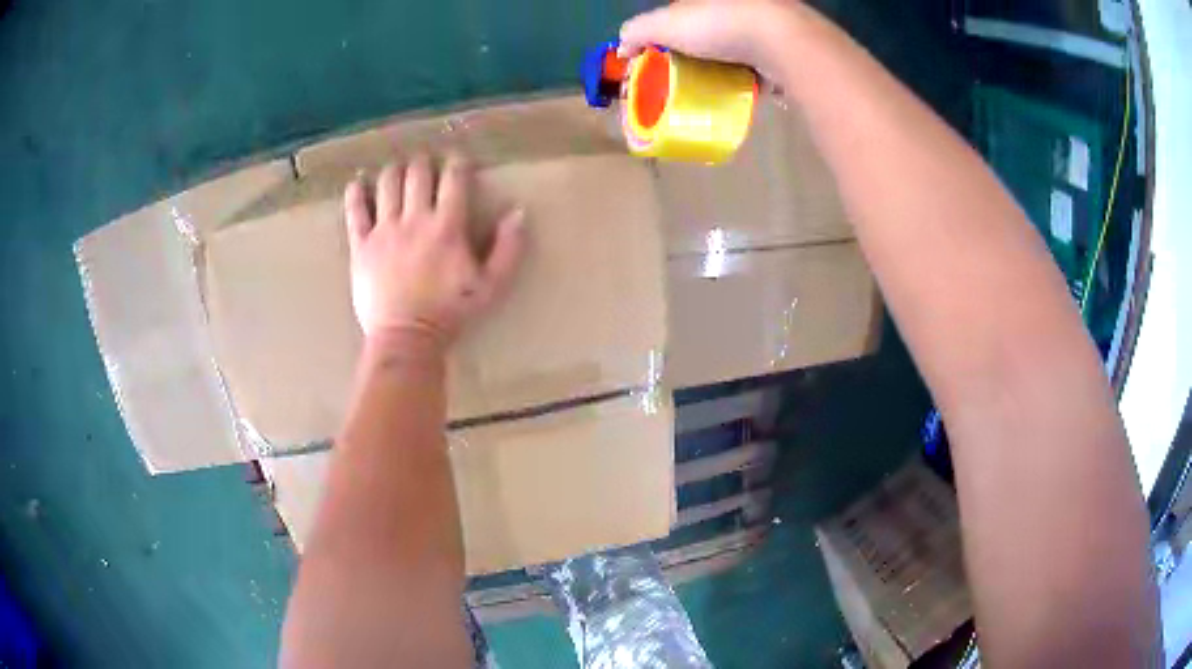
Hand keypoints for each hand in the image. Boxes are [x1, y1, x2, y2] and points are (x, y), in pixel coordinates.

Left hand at [344, 154, 525, 348]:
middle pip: (417, 172)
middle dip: (424, 162)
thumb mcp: (491, 285)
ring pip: (386, 183)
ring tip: (398, 172)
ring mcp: (384, 230)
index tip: (459, 161)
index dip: (458, 162)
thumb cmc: (450, 313)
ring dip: (394, 170)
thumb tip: (518, 212)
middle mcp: (414, 219)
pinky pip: (355, 210)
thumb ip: (508, 248)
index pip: (453, 178)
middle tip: (426, 164)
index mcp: (447, 225)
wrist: (406, 339)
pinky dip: (356, 192)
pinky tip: (358, 184)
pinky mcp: (361, 245)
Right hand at [619, 0, 804, 80]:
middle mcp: (732, 9)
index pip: (675, 19)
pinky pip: (758, 66)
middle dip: (692, 57)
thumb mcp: (663, 24)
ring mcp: (759, 28)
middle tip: (682, 84)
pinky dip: (747, 79)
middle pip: (704, 36)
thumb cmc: (718, 25)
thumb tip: (621, 49)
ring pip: (732, 51)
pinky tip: (738, 95)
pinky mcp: (781, 50)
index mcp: (702, 0)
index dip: (662, 41)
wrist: (780, 38)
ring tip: (709, 94)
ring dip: (721, 70)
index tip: (656, 66)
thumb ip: (636, 31)